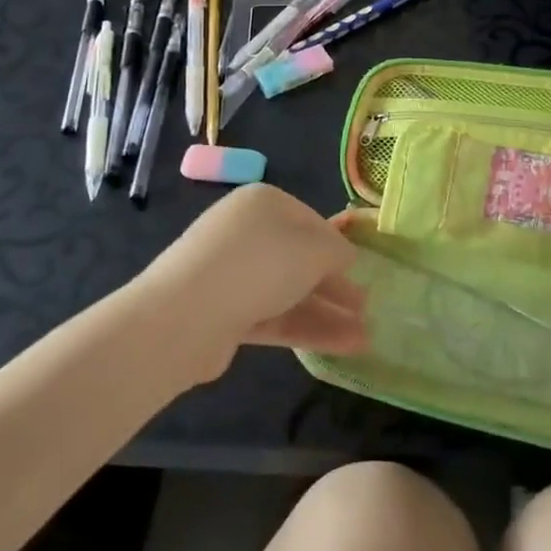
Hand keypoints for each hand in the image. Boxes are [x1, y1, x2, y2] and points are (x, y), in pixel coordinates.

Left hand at [142, 184, 368, 383]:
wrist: (185, 316)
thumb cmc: (259, 264)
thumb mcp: (314, 250)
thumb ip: (337, 252)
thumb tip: (345, 258)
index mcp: (265, 204)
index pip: (312, 222)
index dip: (339, 248)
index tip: (363, 273)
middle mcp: (247, 233)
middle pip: (301, 259)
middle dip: (335, 285)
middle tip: (366, 307)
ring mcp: (233, 275)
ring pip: (289, 292)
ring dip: (327, 313)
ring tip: (364, 337)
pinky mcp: (224, 313)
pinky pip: (273, 316)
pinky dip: (305, 329)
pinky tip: (340, 346)